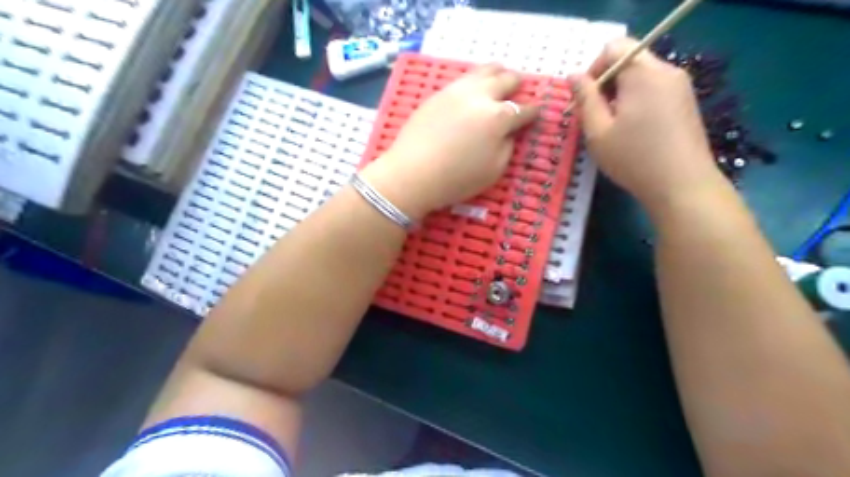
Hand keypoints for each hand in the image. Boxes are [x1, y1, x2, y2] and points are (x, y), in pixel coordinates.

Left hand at [360, 62, 532, 218]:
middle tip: (518, 90)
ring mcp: (457, 90)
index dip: (533, 111)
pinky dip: (475, 80)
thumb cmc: (456, 179)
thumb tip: (510, 131)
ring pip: (484, 70)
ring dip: (497, 73)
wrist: (412, 174)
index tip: (536, 113)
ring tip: (499, 77)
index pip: (524, 109)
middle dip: (517, 85)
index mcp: (499, 118)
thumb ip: (508, 146)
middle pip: (506, 80)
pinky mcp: (438, 93)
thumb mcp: (494, 170)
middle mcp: (481, 96)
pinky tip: (473, 88)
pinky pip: (463, 78)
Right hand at [574, 38, 718, 212]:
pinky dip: (637, 100)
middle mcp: (667, 71)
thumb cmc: (633, 158)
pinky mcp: (687, 102)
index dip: (594, 69)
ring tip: (613, 126)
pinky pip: (655, 89)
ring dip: (621, 93)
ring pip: (642, 75)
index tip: (586, 99)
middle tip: (596, 116)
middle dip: (606, 83)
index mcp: (643, 74)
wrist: (682, 185)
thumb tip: (574, 76)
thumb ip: (585, 99)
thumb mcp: (598, 131)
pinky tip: (634, 130)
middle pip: (629, 60)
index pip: (614, 47)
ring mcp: (681, 86)